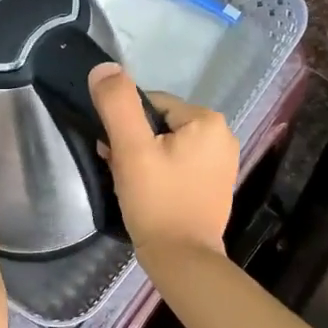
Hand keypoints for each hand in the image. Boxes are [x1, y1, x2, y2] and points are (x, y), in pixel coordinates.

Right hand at [89, 64, 237, 259]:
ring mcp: (222, 163)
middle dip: (135, 144)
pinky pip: (179, 166)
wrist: (182, 260)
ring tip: (131, 185)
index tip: (115, 153)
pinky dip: (160, 174)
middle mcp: (222, 136)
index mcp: (207, 120)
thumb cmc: (157, 201)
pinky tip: (148, 194)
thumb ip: (117, 104)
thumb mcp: (131, 149)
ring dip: (143, 159)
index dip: (126, 126)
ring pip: (167, 146)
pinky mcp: (216, 186)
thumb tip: (105, 67)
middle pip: (160, 125)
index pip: (151, 104)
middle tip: (120, 171)